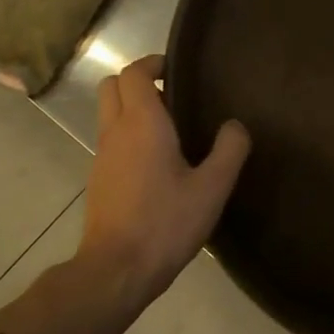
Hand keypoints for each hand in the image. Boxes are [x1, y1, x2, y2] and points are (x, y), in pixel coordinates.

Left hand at [78, 55, 249, 310]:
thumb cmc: (166, 222)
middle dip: (138, 81)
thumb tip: (235, 125)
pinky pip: (111, 141)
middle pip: (111, 86)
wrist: (117, 269)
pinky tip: (158, 164)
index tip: (177, 69)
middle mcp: (115, 131)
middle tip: (173, 96)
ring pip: (109, 114)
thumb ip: (229, 150)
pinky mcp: (99, 180)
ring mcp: (102, 156)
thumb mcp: (212, 188)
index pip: (133, 72)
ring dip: (133, 110)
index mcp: (142, 123)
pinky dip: (129, 136)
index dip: (153, 63)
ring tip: (172, 130)